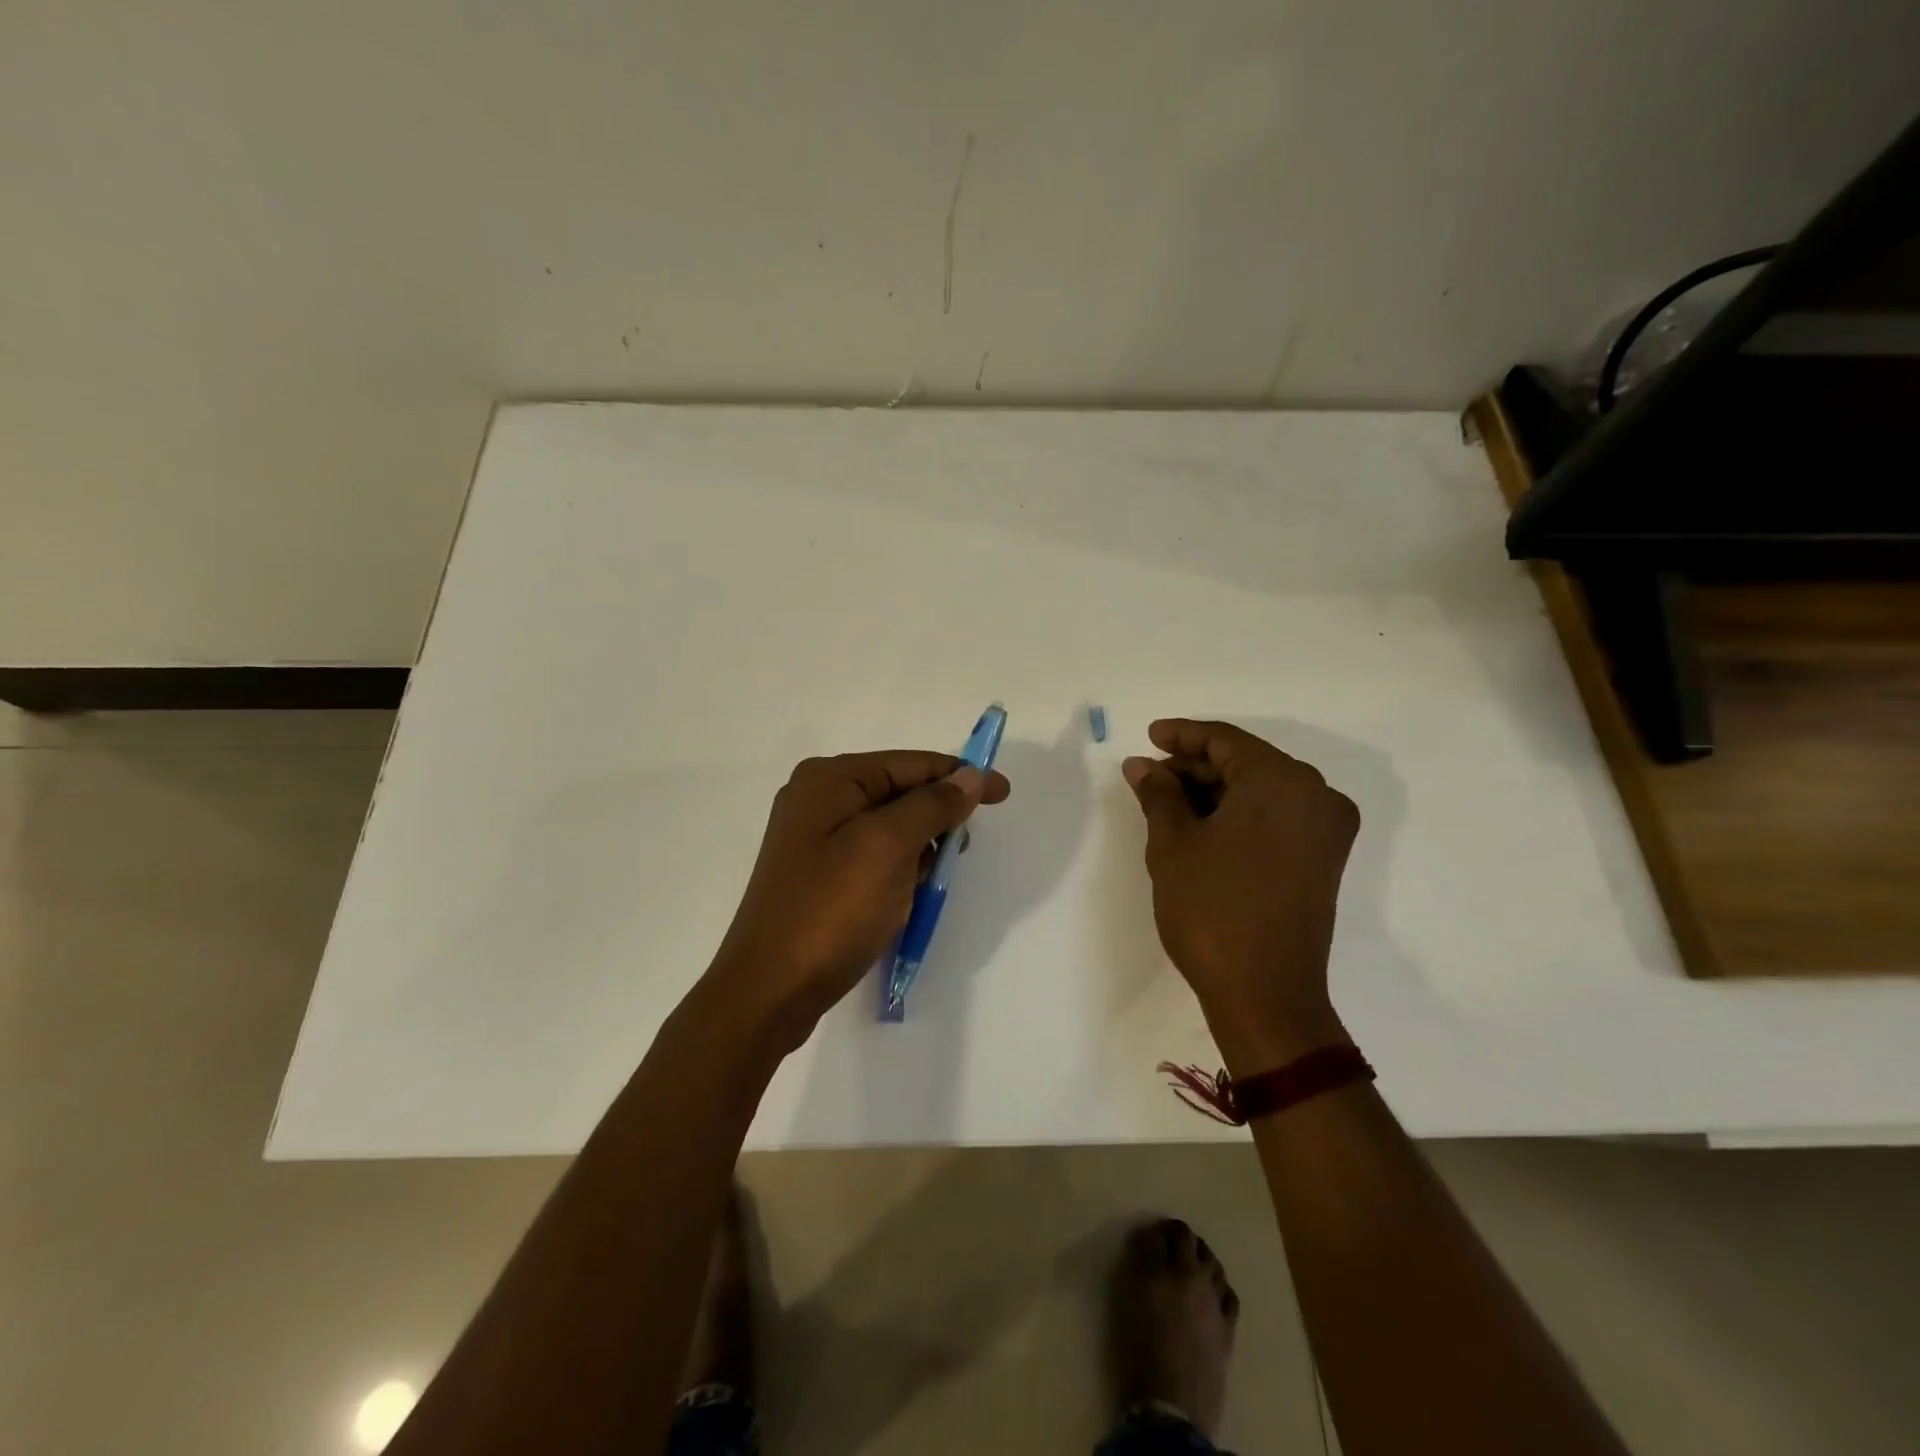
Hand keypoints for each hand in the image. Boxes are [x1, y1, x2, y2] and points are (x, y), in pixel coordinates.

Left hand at [709, 751, 1009, 1050]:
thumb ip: (933, 805)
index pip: (910, 763)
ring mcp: (815, 839)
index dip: (961, 776)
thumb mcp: (889, 847)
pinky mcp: (818, 874)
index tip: (1004, 793)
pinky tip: (906, 896)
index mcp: (829, 779)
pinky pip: (874, 856)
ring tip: (930, 881)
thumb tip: (970, 776)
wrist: (769, 990)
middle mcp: (818, 799)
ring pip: (890, 827)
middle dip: (937, 817)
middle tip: (961, 849)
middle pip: (900, 792)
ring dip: (920, 848)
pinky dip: (899, 869)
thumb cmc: (832, 910)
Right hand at [1123, 719, 1358, 1071]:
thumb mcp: (1173, 844)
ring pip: (1262, 790)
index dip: (1182, 735)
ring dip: (1215, 791)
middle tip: (1149, 778)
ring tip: (1166, 803)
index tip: (1148, 736)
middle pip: (1246, 763)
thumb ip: (1158, 793)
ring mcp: (1326, 829)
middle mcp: (1316, 794)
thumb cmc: (1212, 908)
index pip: (1225, 740)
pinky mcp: (1324, 859)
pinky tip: (1200, 824)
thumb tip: (1142, 766)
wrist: (1266, 994)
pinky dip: (1239, 813)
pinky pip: (1277, 816)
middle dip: (1195, 767)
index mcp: (1282, 781)